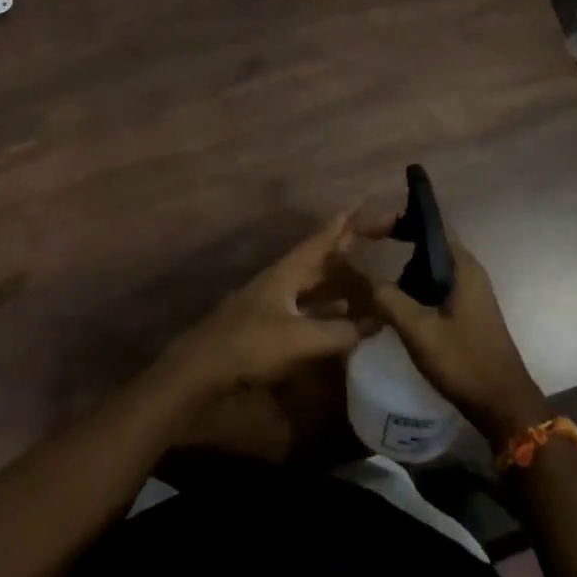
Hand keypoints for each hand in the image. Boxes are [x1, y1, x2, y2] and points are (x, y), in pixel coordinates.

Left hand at [161, 211, 364, 399]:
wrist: (202, 370)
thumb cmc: (250, 344)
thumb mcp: (300, 338)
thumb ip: (339, 331)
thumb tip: (374, 324)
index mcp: (285, 273)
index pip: (319, 242)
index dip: (340, 226)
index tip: (360, 206)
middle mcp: (279, 283)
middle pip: (316, 263)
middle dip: (342, 255)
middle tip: (369, 245)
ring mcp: (271, 306)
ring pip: (311, 289)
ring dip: (336, 286)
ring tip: (365, 285)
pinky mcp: (267, 330)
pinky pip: (306, 312)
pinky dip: (326, 312)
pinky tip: (340, 321)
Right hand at [358, 215, 546, 443]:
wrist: (504, 405)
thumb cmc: (465, 363)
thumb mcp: (420, 332)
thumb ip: (392, 301)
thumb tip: (370, 282)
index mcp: (463, 267)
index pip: (432, 224)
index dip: (401, 217)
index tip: (373, 225)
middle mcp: (469, 272)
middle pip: (431, 241)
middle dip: (401, 235)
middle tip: (369, 239)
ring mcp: (470, 292)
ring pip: (433, 264)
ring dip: (407, 260)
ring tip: (376, 263)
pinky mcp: (467, 311)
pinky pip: (437, 284)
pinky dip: (415, 281)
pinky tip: (396, 297)